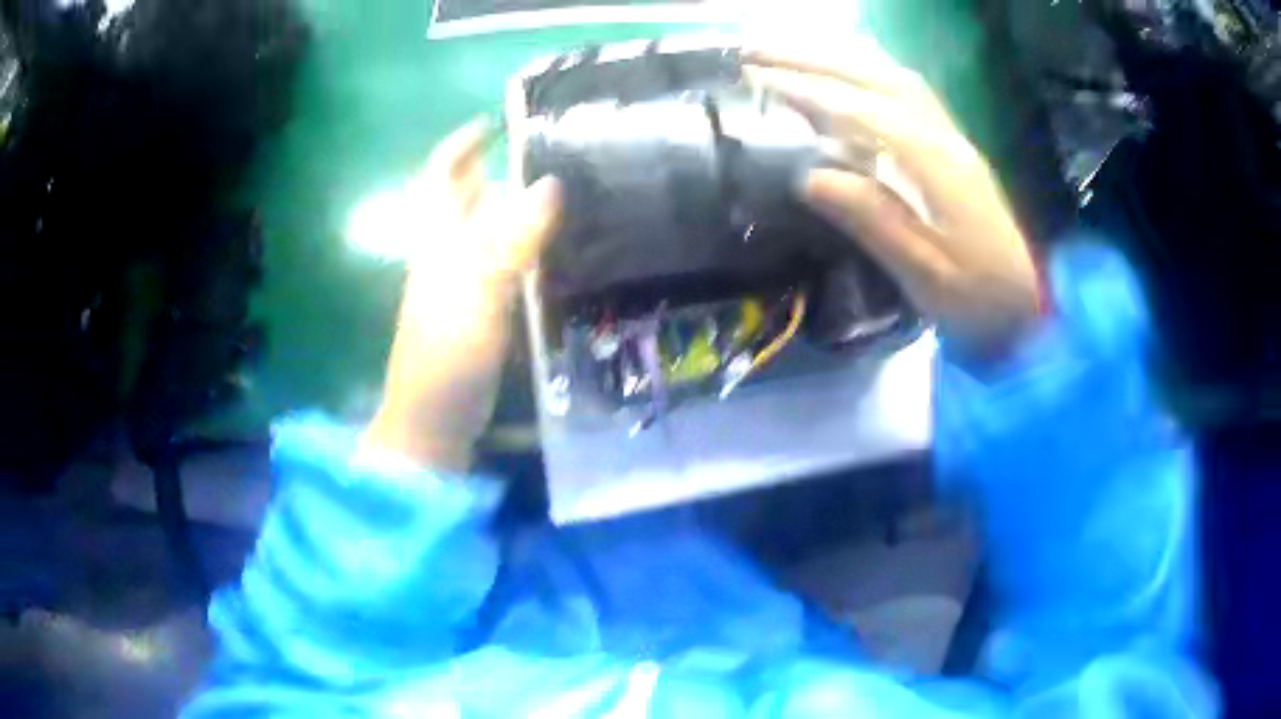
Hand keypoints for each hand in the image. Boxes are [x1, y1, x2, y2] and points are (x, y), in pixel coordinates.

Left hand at [362, 119, 561, 470]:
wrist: (435, 421)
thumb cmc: (446, 355)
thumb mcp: (476, 291)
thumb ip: (510, 238)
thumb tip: (548, 183)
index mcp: (437, 240)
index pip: (441, 177)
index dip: (461, 144)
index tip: (496, 120)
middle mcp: (446, 254)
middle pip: (465, 199)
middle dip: (494, 168)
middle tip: (545, 151)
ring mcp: (463, 285)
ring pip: (488, 230)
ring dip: (516, 206)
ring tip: (565, 188)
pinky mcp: (482, 313)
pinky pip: (506, 264)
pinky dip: (528, 246)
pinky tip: (560, 246)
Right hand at [744, 42, 1039, 357]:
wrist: (1033, 309)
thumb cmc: (981, 302)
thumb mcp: (928, 276)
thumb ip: (875, 222)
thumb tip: (809, 177)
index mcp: (938, 167)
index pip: (864, 112)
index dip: (808, 93)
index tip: (756, 80)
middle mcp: (946, 138)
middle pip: (876, 78)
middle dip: (814, 59)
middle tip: (756, 50)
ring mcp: (953, 140)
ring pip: (893, 79)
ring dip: (839, 60)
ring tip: (788, 56)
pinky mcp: (954, 150)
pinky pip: (908, 95)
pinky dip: (869, 76)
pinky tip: (845, 78)